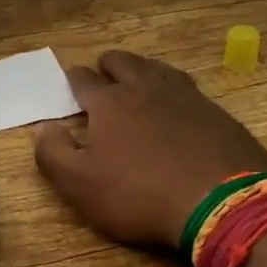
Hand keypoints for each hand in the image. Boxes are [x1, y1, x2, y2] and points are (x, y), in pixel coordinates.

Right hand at [34, 50, 266, 249]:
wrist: (221, 203)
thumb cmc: (139, 195)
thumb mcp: (79, 185)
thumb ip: (52, 153)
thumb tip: (44, 128)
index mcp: (109, 102)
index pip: (83, 80)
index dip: (72, 81)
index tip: (69, 85)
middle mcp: (146, 88)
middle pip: (123, 62)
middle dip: (107, 66)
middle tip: (102, 77)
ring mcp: (186, 96)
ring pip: (157, 69)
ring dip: (142, 72)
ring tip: (137, 83)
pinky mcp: (216, 112)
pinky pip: (187, 89)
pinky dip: (173, 91)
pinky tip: (176, 107)